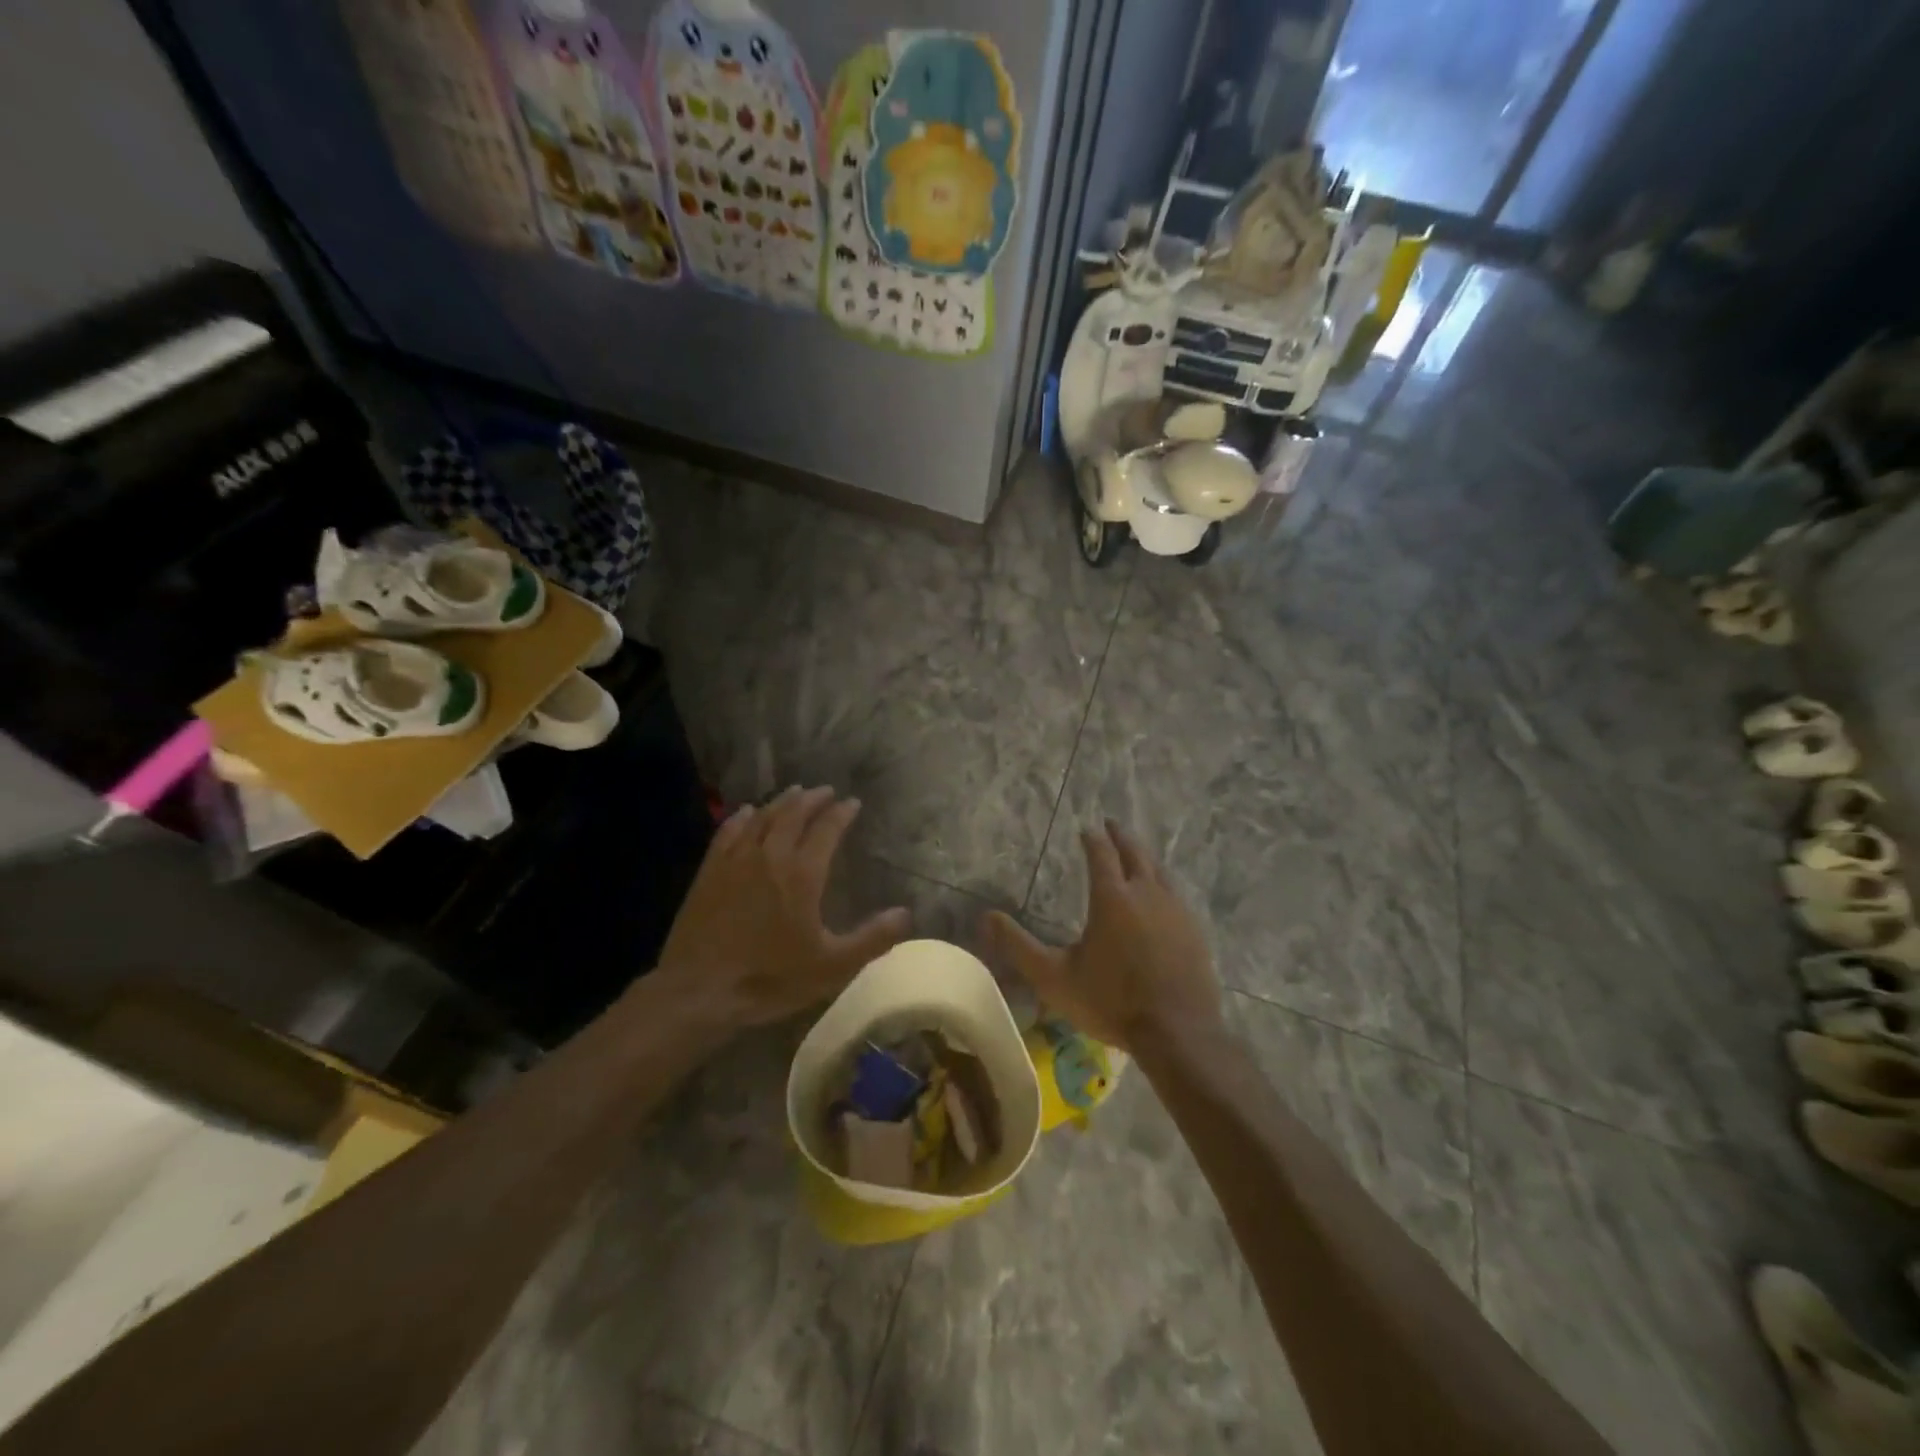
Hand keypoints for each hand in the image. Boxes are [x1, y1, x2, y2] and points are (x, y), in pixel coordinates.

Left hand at [655, 786, 910, 1030]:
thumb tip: (906, 913)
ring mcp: (735, 860)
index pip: (826, 830)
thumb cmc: (770, 978)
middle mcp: (770, 855)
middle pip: (793, 814)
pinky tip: (747, 813)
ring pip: (762, 817)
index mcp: (802, 874)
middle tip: (825, 790)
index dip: (841, 813)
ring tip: (794, 793)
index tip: (852, 803)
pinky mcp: (709, 872)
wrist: (699, 991)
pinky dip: (743, 816)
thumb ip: (872, 939)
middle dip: (812, 799)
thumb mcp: (832, 966)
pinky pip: (729, 831)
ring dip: (781, 802)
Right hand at [984, 820, 1220, 1051]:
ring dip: (1144, 857)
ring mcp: (1176, 911)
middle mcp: (1146, 893)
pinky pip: (1177, 895)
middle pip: (1134, 853)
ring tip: (1136, 854)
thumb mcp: (1054, 977)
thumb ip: (1019, 945)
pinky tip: (1163, 895)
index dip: (1092, 839)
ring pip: (1160, 871)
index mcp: (1112, 897)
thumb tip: (986, 916)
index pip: (1101, 855)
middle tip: (1111, 824)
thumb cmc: (1110, 1002)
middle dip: (1120, 837)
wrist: (1177, 1033)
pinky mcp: (1195, 931)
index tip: (1086, 829)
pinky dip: (1163, 884)